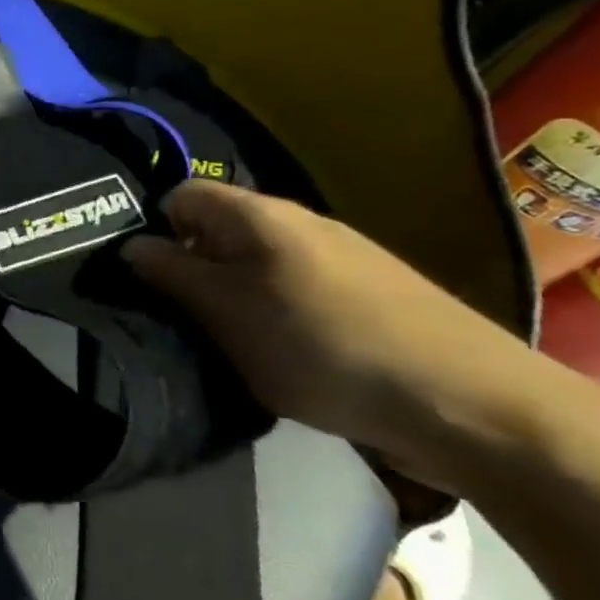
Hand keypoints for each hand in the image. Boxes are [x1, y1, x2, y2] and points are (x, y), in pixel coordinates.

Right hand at [122, 180, 558, 494]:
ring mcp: (337, 259)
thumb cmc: (324, 348)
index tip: (145, 279)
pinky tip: (277, 353)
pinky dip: (268, 314)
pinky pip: (290, 290)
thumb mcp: (227, 314)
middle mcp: (299, 224)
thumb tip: (130, 246)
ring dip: (228, 297)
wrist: (469, 403)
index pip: (182, 196)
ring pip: (253, 265)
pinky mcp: (365, 295)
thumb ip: (172, 275)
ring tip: (222, 341)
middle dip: (188, 269)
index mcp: (261, 216)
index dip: (154, 230)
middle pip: (217, 231)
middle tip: (175, 318)